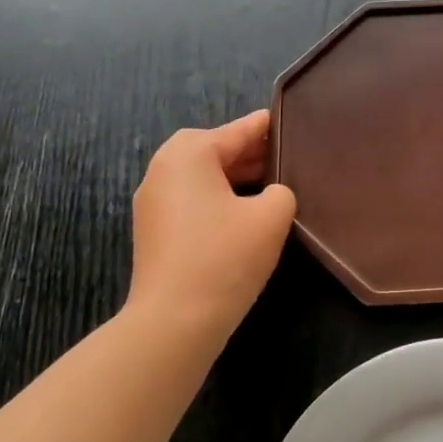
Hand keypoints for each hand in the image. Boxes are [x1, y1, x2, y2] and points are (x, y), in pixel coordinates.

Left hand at [127, 110, 297, 347]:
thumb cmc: (225, 257)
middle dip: (249, 153)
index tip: (290, 120)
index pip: (237, 131)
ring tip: (271, 184)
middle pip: (214, 150)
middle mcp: (163, 169)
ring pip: (201, 177)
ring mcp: (153, 202)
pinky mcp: (154, 232)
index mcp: (189, 154)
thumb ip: (280, 192)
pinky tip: (244, 214)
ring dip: (233, 177)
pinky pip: (192, 200)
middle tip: (285, 157)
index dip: (266, 127)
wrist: (175, 321)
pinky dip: (218, 198)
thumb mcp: (271, 216)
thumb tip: (271, 194)